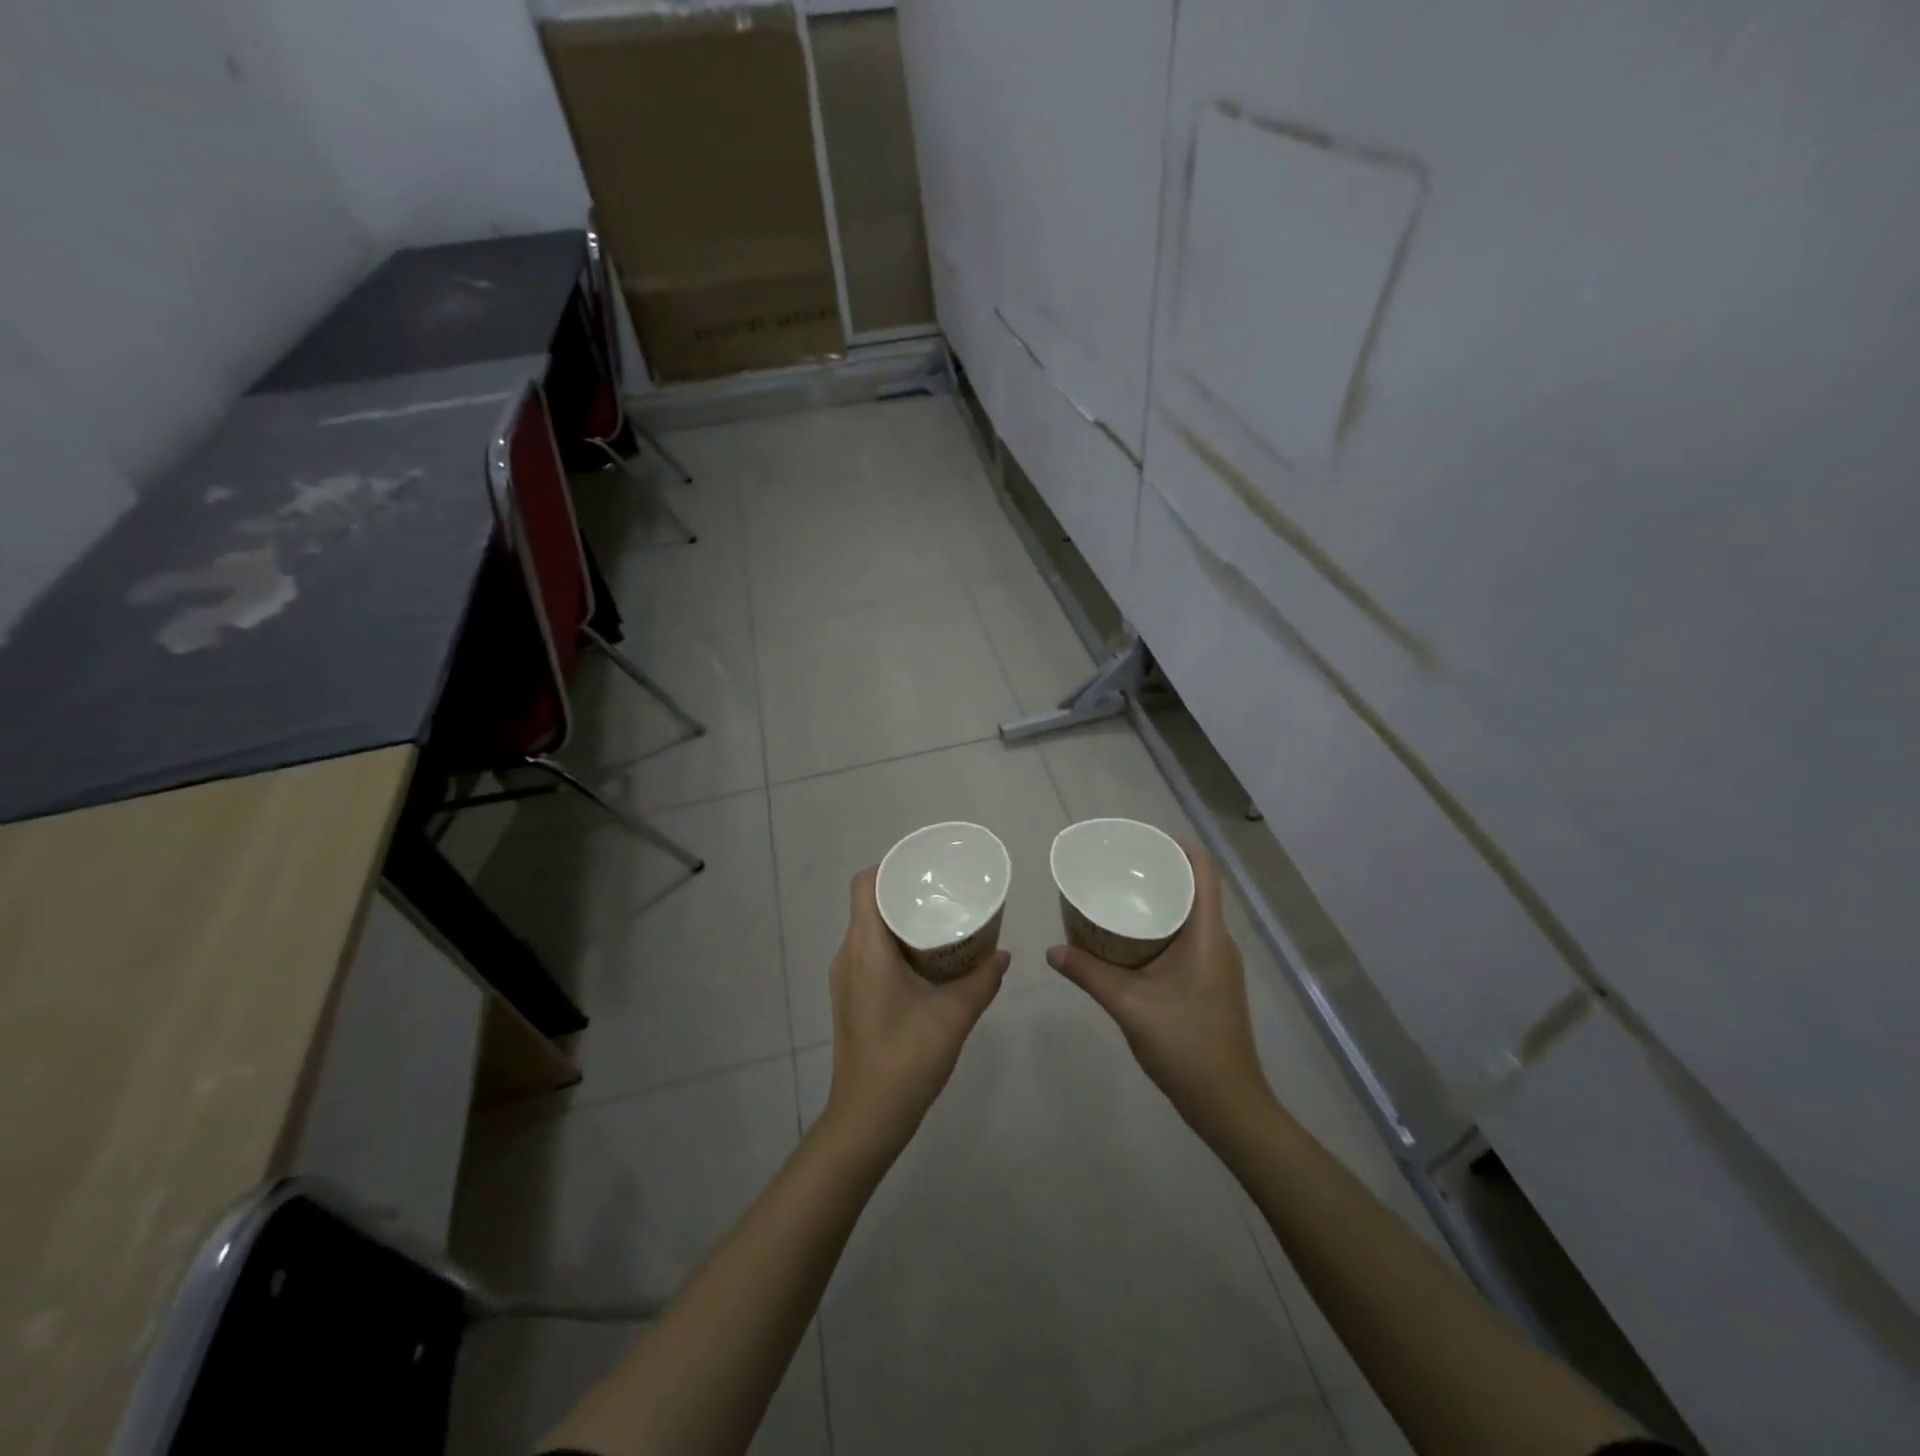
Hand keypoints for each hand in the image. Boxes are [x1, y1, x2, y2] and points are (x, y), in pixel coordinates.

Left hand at [823, 867, 1009, 1160]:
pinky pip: (869, 952)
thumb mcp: (954, 1015)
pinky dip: (895, 943)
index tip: (926, 869)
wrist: (868, 1117)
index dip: (891, 867)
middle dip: (904, 891)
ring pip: (869, 929)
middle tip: (944, 891)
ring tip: (941, 918)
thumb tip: (1003, 955)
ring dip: (900, 919)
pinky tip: (927, 958)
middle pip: (869, 903)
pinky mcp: (851, 997)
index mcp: (865, 947)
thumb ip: (982, 980)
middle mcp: (848, 955)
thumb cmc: (907, 1057)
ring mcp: (846, 978)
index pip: (865, 884)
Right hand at [1047, 843, 1273, 1145]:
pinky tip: (1130, 939)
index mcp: (1208, 936)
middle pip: (1195, 888)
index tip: (1141, 842)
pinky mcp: (1211, 982)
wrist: (1229, 1105)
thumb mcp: (1130, 1007)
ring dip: (1159, 901)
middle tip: (1117, 868)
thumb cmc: (1187, 1047)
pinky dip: (1162, 927)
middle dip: (1159, 872)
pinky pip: (1188, 938)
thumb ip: (1090, 975)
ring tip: (1118, 896)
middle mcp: (1218, 942)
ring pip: (1190, 915)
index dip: (1178, 847)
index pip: (1204, 871)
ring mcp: (1218, 963)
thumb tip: (1051, 951)